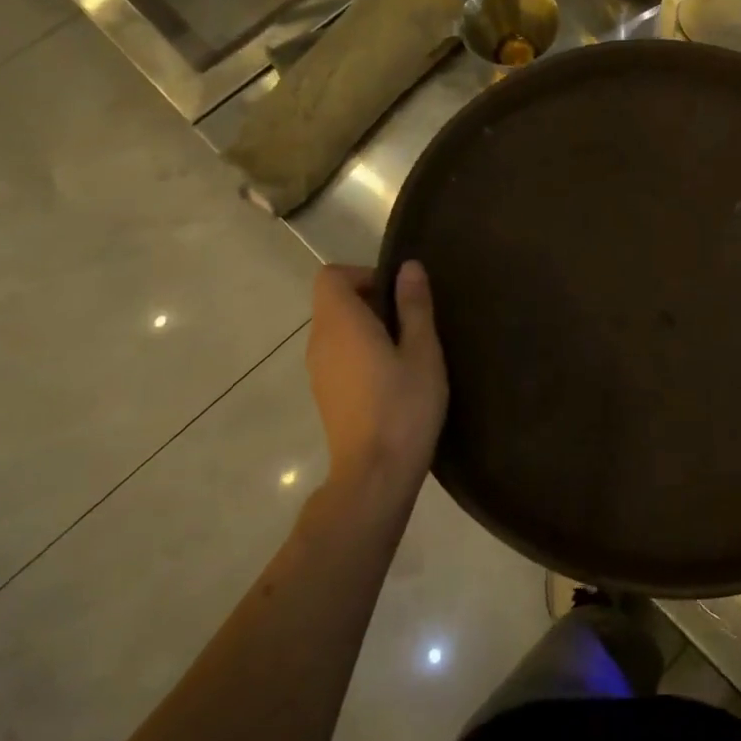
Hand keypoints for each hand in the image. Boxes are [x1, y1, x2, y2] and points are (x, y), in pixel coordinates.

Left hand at [306, 262, 447, 490]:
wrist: (375, 473)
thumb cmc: (404, 406)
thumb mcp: (422, 351)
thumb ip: (414, 306)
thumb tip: (409, 267)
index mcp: (341, 324)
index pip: (331, 276)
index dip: (364, 274)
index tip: (397, 294)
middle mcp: (319, 341)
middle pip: (334, 302)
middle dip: (371, 300)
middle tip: (412, 322)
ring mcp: (318, 370)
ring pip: (337, 329)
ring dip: (368, 327)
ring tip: (407, 350)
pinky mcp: (324, 393)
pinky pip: (338, 354)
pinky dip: (360, 350)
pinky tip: (392, 377)